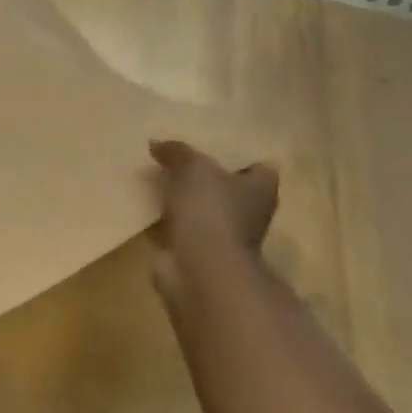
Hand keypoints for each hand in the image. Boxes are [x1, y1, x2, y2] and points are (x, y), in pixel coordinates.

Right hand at [147, 140, 278, 298]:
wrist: (201, 269)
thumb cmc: (211, 211)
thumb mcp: (192, 168)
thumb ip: (177, 152)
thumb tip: (157, 143)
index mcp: (261, 188)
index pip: (259, 168)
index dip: (238, 158)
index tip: (211, 149)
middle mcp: (250, 213)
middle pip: (230, 190)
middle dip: (208, 180)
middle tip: (177, 161)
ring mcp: (225, 237)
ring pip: (206, 211)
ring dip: (187, 202)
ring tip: (158, 182)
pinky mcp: (200, 254)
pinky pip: (184, 230)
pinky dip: (170, 223)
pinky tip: (150, 209)